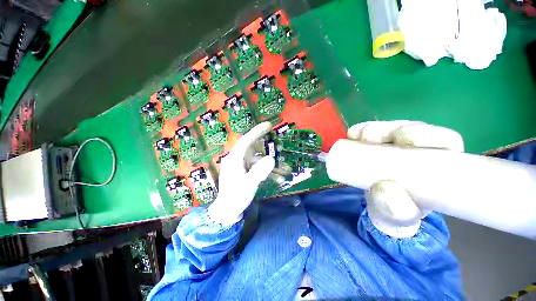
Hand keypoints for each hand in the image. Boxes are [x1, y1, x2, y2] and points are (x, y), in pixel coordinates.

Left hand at [207, 122, 274, 226]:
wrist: (228, 211)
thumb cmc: (235, 198)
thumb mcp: (248, 185)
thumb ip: (259, 172)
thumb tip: (271, 159)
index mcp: (235, 159)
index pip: (246, 140)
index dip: (257, 131)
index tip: (268, 125)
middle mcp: (238, 159)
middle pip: (254, 148)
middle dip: (267, 147)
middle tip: (279, 144)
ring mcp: (242, 166)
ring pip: (259, 160)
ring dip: (271, 164)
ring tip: (286, 169)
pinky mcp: (246, 172)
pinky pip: (258, 168)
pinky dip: (268, 172)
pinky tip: (278, 179)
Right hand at [347, 121, 463, 237]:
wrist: (380, 206)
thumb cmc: (398, 211)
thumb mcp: (399, 216)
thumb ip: (397, 209)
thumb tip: (384, 188)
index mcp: (439, 164)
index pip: (443, 141)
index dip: (427, 135)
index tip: (404, 140)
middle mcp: (420, 148)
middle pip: (413, 129)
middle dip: (393, 129)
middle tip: (372, 137)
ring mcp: (396, 144)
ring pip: (390, 128)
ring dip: (374, 129)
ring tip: (357, 136)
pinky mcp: (376, 143)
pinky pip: (369, 132)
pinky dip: (360, 131)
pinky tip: (352, 134)